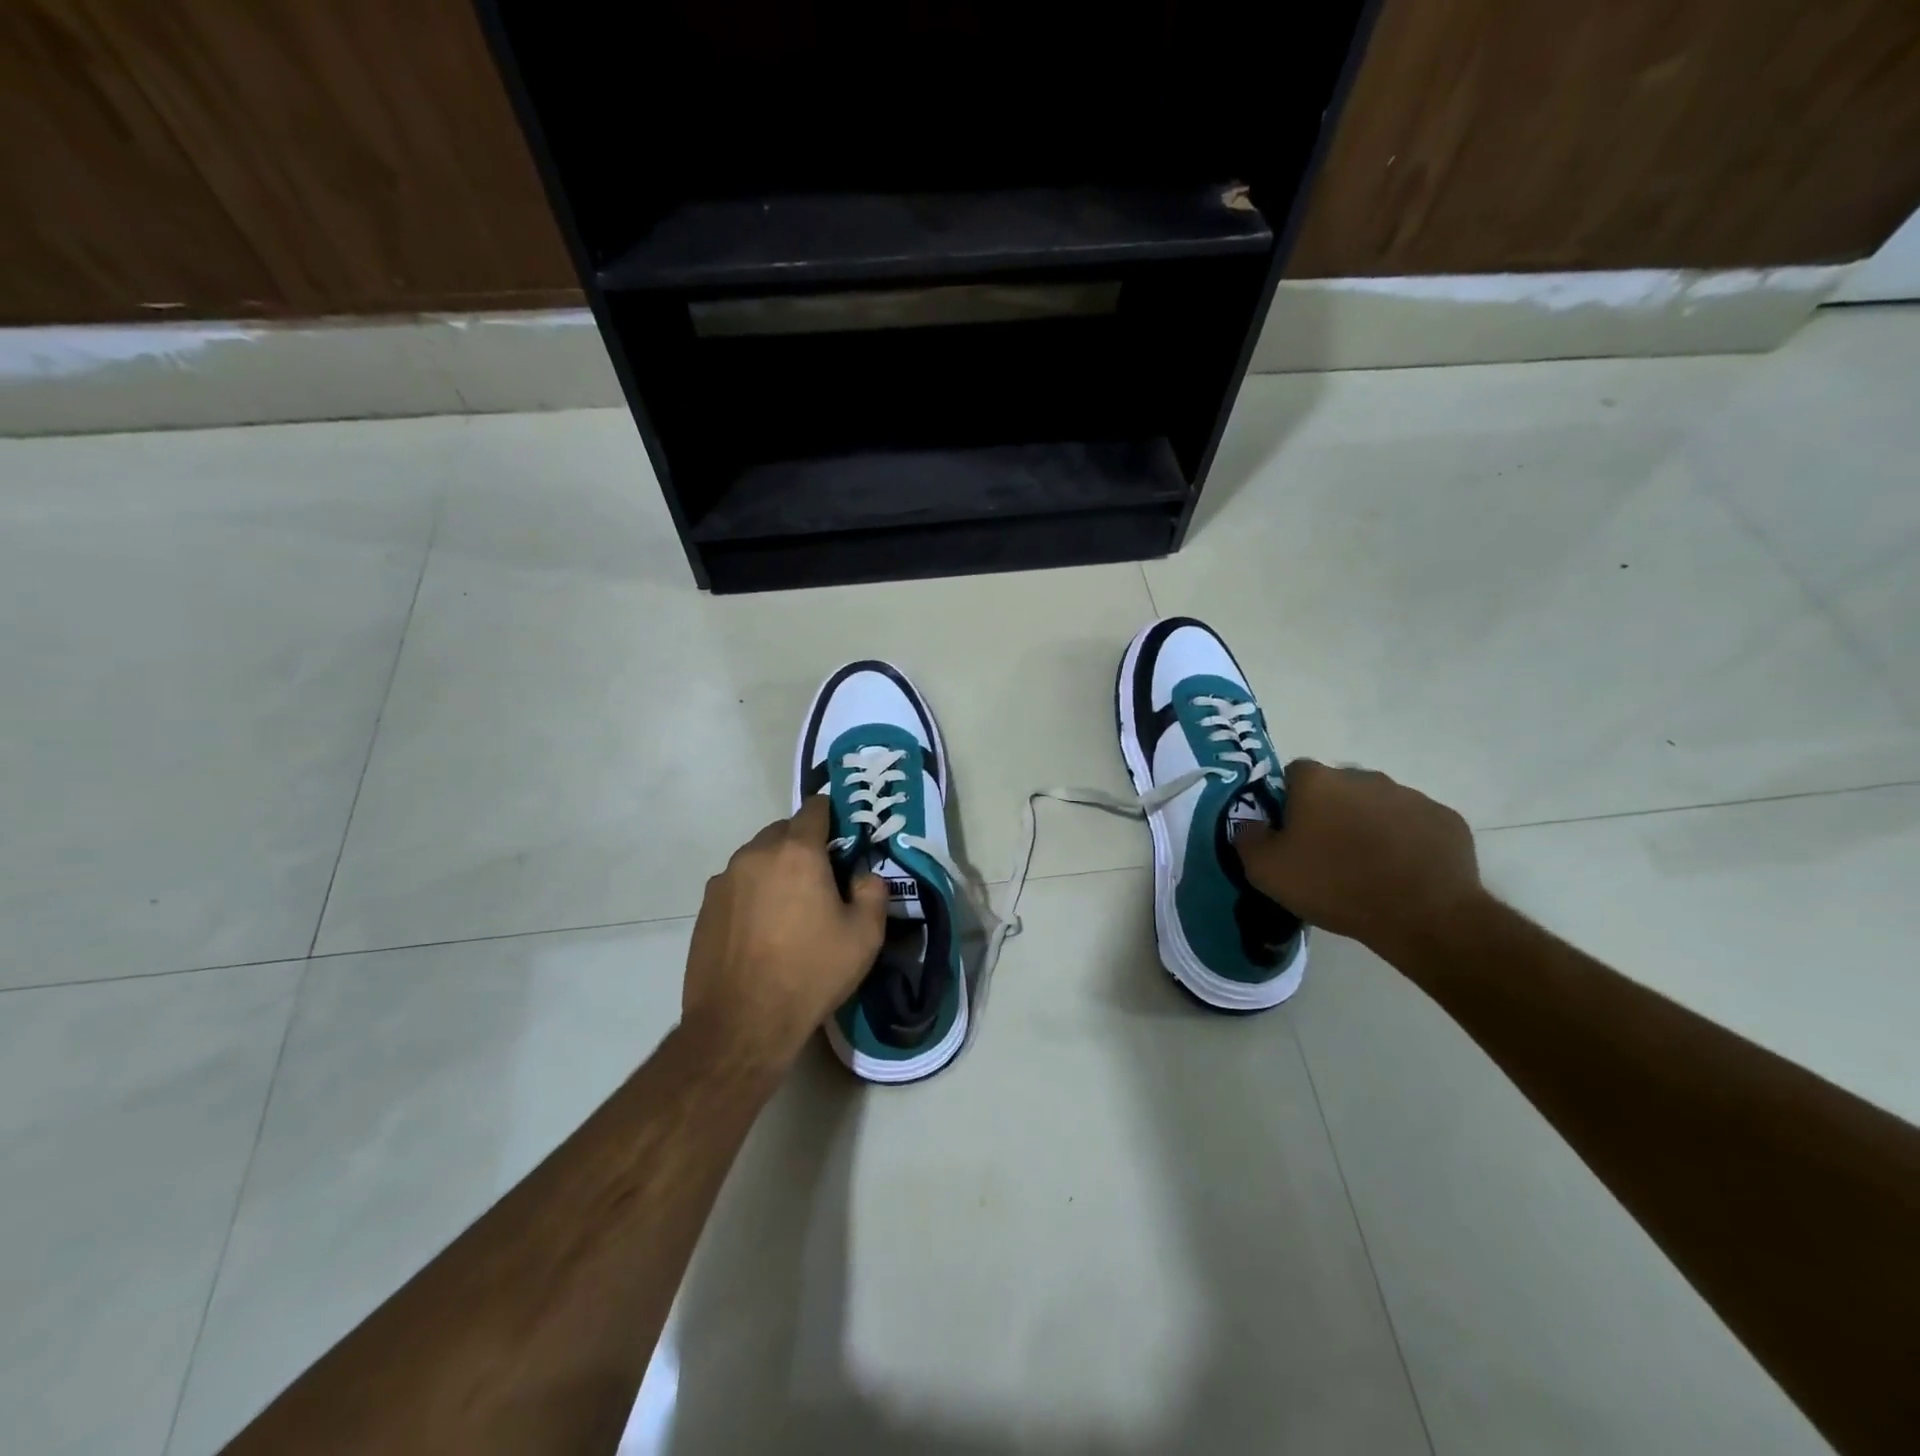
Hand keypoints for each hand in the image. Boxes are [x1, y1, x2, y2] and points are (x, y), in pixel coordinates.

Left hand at [681, 796, 888, 1071]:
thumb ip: (873, 892)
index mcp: (797, 852)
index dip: (832, 816)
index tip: (844, 838)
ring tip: (790, 909)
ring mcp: (724, 880)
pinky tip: (762, 930)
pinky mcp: (705, 907)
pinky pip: (737, 885)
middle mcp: (756, 854)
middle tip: (822, 879)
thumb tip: (863, 876)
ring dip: (776, 869)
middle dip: (804, 845)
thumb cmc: (811, 973)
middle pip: (784, 831)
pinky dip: (753, 894)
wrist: (741, 1023)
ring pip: (758, 858)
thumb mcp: (864, 936)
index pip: (815, 809)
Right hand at [1235, 760, 1484, 957]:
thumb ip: (1248, 838)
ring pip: (1377, 805)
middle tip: (1326, 853)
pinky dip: (1406, 842)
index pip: (1291, 774)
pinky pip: (1415, 825)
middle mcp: (1363, 776)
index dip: (1286, 802)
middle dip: (1330, 812)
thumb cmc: (1334, 885)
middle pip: (1337, 788)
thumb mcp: (1266, 870)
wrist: (1422, 915)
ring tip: (1367, 867)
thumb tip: (1249, 824)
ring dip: (1368, 825)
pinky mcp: (1445, 819)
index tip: (1288, 833)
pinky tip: (1402, 873)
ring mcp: (1410, 796)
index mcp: (1317, 781)